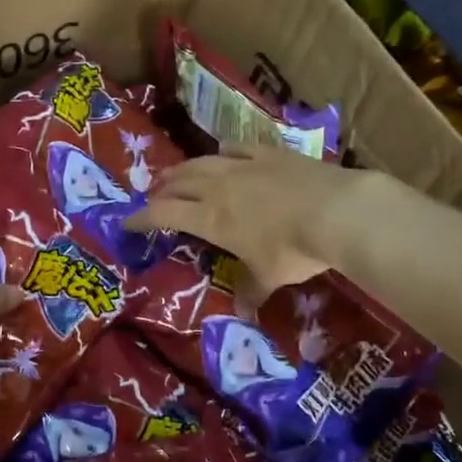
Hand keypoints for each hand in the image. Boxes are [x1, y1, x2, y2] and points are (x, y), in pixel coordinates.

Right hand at [126, 143, 382, 295]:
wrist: (335, 211)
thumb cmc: (293, 249)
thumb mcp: (269, 276)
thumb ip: (251, 290)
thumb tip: (244, 314)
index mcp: (210, 218)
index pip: (163, 214)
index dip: (141, 218)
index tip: (126, 222)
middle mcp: (217, 187)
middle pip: (177, 183)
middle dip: (160, 190)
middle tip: (152, 196)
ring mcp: (243, 165)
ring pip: (201, 161)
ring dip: (183, 169)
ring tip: (175, 174)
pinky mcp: (268, 153)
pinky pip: (236, 148)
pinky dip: (223, 151)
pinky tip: (222, 151)